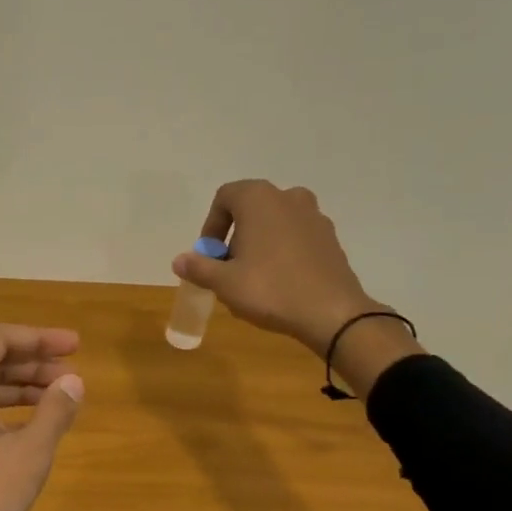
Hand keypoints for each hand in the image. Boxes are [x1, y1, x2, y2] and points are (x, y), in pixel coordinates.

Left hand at [0, 324, 84, 510]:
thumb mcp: (29, 452)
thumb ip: (54, 411)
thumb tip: (74, 382)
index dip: (39, 337)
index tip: (75, 346)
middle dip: (34, 362)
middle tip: (73, 371)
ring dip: (22, 387)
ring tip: (61, 395)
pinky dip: (7, 410)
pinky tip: (34, 424)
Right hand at [173, 180, 382, 350]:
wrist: (332, 313)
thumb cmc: (270, 289)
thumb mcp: (224, 282)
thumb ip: (198, 267)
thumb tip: (179, 260)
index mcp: (259, 199)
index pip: (224, 197)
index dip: (211, 226)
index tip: (209, 255)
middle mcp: (288, 197)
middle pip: (251, 210)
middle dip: (235, 236)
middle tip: (228, 268)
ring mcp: (314, 216)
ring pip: (275, 224)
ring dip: (259, 244)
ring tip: (253, 278)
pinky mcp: (330, 238)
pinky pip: (296, 238)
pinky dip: (283, 252)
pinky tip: (280, 283)